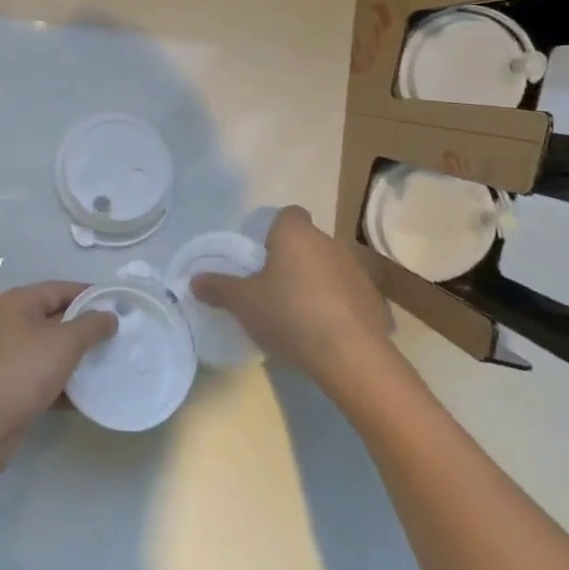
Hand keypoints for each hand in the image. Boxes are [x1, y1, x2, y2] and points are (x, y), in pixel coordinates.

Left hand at [0, 281, 117, 479]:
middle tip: (121, 337)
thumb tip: (109, 316)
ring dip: (79, 359)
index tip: (120, 307)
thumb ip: (91, 325)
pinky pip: (46, 378)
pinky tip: (92, 395)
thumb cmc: (23, 370)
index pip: (61, 289)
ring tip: (112, 364)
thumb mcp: (65, 342)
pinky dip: (67, 385)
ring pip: (53, 351)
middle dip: (88, 329)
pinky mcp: (13, 387)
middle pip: (57, 319)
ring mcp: (10, 357)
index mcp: (19, 303)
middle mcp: (11, 324)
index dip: (91, 295)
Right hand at [190, 206, 394, 388]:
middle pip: (308, 242)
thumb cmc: (289, 314)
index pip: (288, 215)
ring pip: (330, 267)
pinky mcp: (374, 300)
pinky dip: (338, 306)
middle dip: (293, 259)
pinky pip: (349, 295)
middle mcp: (329, 243)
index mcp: (296, 235)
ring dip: (317, 282)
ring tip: (299, 313)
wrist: (350, 354)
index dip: (274, 230)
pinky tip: (325, 332)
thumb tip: (194, 280)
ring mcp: (357, 271)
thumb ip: (218, 287)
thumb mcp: (243, 302)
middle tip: (273, 288)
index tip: (262, 255)